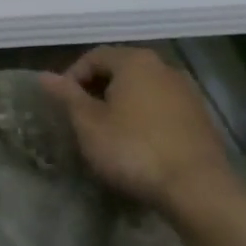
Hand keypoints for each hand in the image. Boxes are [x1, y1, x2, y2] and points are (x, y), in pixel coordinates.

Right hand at [39, 46, 244, 220]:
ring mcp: (187, 91)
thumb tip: (44, 76)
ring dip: (123, 104)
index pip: (94, 56)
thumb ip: (67, 96)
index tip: (63, 105)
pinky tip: (139, 144)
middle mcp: (163, 66)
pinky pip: (163, 107)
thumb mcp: (89, 124)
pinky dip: (146, 117)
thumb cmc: (134, 150)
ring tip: (109, 132)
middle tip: (83, 119)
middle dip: (98, 90)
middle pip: (121, 70)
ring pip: (143, 89)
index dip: (73, 78)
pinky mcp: (201, 117)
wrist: (197, 189)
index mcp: (134, 61)